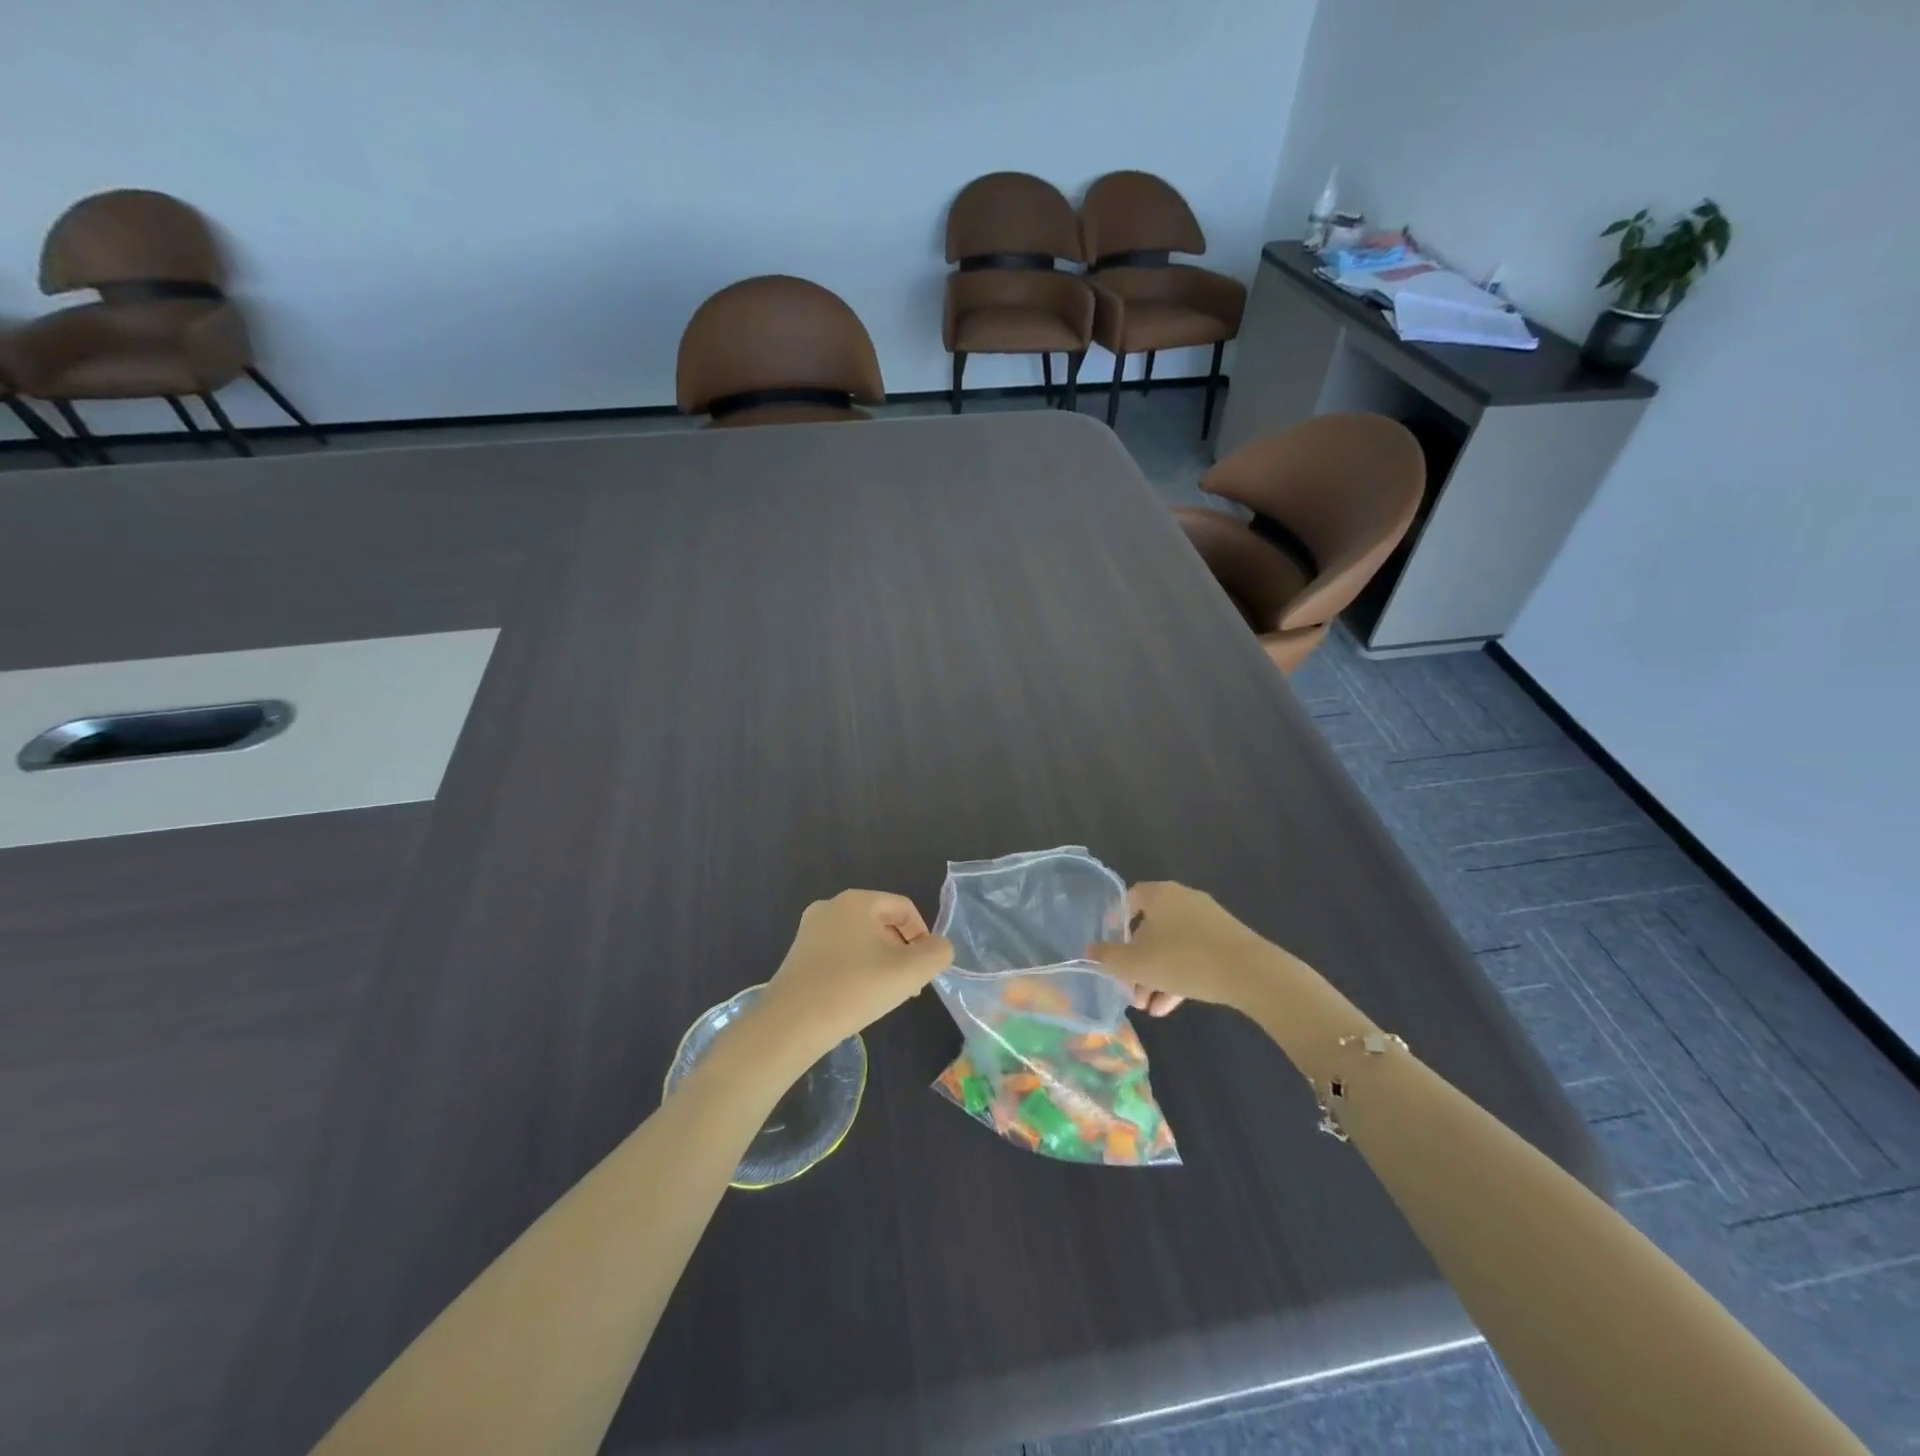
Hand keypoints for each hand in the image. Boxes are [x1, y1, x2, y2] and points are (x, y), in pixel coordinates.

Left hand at [757, 890, 951, 1058]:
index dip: (923, 937)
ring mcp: (810, 931)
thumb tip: (938, 947)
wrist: (790, 1025)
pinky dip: (856, 970)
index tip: (924, 970)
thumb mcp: (910, 972)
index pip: (904, 908)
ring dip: (880, 963)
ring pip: (861, 940)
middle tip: (908, 986)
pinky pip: (839, 954)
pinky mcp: (798, 955)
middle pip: (882, 922)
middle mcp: (830, 907)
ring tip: (884, 996)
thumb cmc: (855, 989)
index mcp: (857, 900)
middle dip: (901, 952)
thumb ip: (937, 953)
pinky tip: (857, 999)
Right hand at [1087, 882, 1287, 1015]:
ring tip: (1148, 1007)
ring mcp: (1208, 920)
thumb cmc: (1183, 959)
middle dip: (1137, 962)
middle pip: (1150, 927)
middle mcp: (1183, 899)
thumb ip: (1108, 957)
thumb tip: (1089, 951)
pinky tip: (1169, 1006)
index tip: (1111, 951)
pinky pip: (1193, 955)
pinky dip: (1179, 976)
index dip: (1115, 924)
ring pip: (1171, 946)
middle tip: (1130, 989)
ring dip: (1156, 975)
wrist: (1250, 972)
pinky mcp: (1226, 941)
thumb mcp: (1136, 963)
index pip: (1129, 900)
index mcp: (1159, 894)